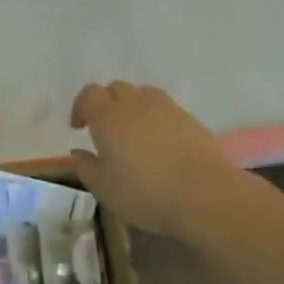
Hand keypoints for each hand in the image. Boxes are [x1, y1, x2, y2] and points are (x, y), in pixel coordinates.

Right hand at [70, 82, 241, 240]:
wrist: (205, 194)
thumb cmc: (145, 193)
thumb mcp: (104, 189)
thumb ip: (86, 167)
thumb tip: (78, 152)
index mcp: (108, 117)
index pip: (89, 95)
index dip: (81, 107)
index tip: (79, 128)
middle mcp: (135, 104)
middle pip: (115, 88)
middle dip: (106, 103)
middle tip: (105, 129)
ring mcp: (165, 108)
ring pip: (142, 94)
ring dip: (132, 106)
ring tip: (133, 132)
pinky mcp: (189, 118)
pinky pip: (164, 108)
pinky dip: (155, 117)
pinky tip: (159, 142)